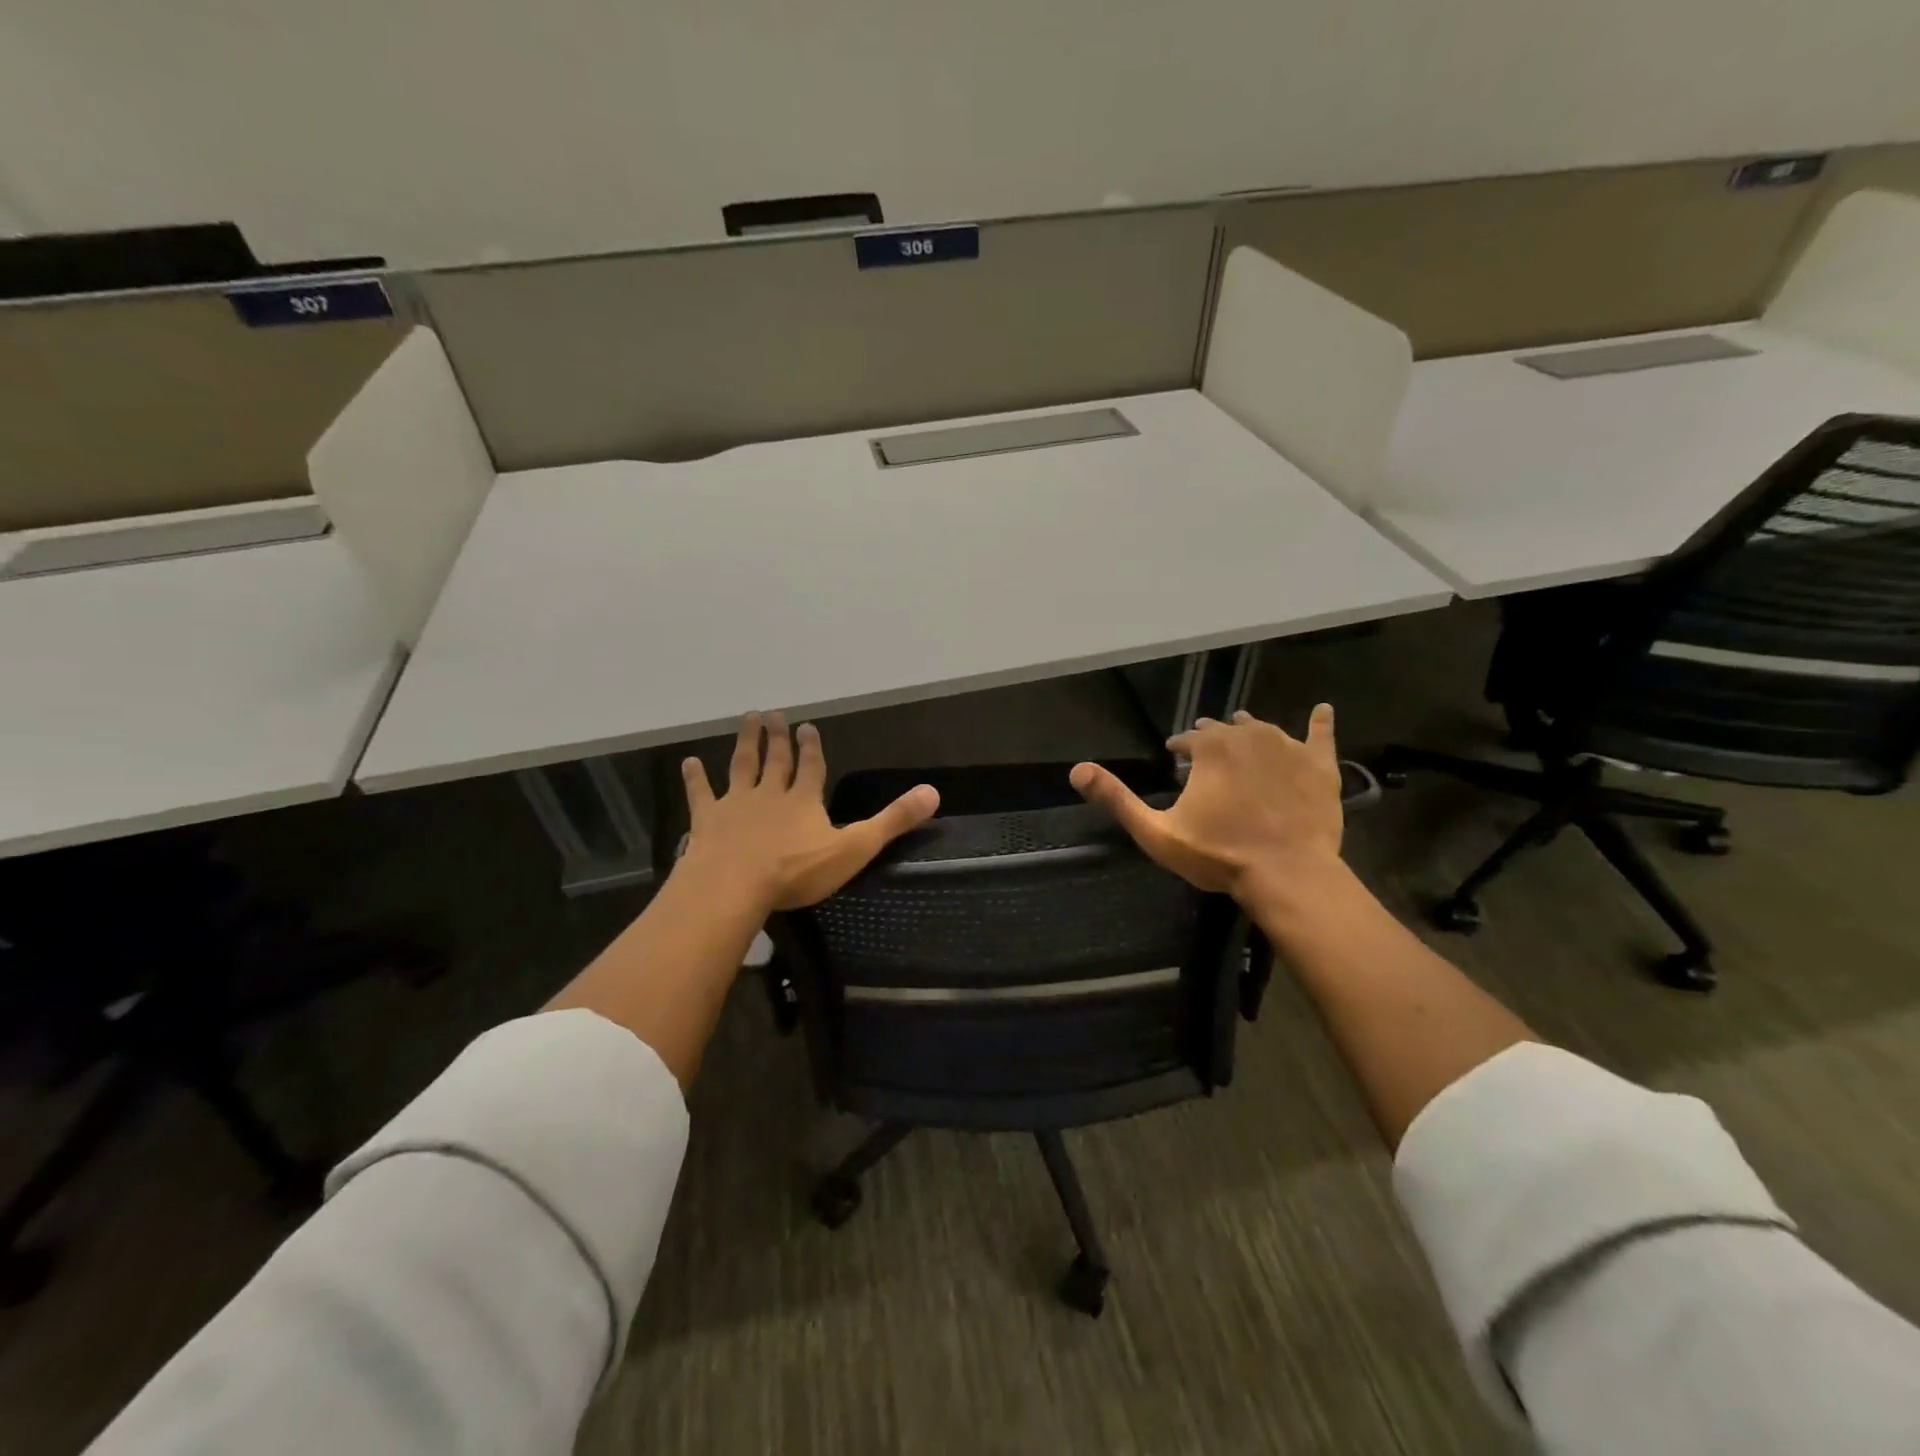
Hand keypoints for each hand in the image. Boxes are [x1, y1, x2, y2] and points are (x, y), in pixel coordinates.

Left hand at [680, 712, 938, 911]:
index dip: (811, 748)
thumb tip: (933, 793)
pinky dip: (695, 778)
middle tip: (775, 714)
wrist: (735, 885)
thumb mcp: (854, 849)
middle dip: (777, 738)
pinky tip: (689, 762)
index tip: (807, 726)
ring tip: (748, 719)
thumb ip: (892, 821)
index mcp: (804, 801)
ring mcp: (736, 805)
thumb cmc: (796, 871)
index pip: (812, 768)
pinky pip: (701, 794)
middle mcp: (770, 794)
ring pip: (742, 766)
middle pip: (776, 761)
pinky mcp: (708, 820)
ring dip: (746, 743)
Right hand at [1070, 706, 1343, 898]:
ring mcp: (1289, 747)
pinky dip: (1320, 723)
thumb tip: (1076, 769)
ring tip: (1244, 740)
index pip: (1187, 738)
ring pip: (1264, 729)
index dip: (1179, 748)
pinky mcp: (1320, 765)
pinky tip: (1322, 711)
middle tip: (1207, 757)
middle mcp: (1248, 735)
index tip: (1174, 759)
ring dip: (1249, 733)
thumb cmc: (1218, 853)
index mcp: (1210, 746)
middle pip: (1225, 729)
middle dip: (1212, 738)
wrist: (1287, 874)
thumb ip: (1117, 798)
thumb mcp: (1156, 831)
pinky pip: (1321, 734)